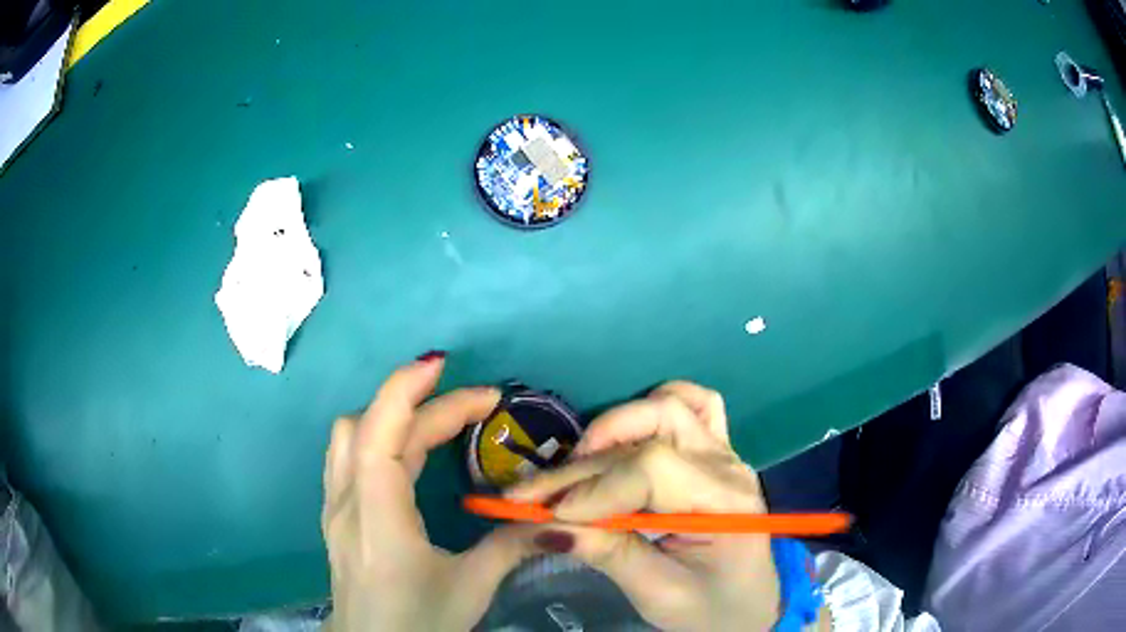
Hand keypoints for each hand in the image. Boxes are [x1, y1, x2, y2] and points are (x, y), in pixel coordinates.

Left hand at [322, 355, 540, 630]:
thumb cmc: (417, 622)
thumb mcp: (470, 587)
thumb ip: (511, 546)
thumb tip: (557, 519)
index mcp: (377, 517)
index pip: (380, 434)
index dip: (406, 390)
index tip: (445, 365)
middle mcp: (347, 501)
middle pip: (373, 428)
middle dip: (425, 405)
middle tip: (480, 406)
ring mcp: (336, 507)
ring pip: (351, 436)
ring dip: (394, 416)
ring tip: (440, 420)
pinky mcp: (337, 515)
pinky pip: (350, 456)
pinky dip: (380, 436)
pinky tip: (409, 453)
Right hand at [507, 381, 781, 631]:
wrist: (747, 605)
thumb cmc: (710, 609)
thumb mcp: (659, 594)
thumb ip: (609, 555)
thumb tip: (545, 525)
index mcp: (724, 504)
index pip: (653, 471)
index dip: (595, 490)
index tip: (547, 515)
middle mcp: (727, 466)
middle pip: (647, 439)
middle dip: (582, 467)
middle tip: (533, 496)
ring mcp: (724, 452)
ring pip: (668, 407)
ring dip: (614, 428)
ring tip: (576, 465)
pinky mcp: (715, 451)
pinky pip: (694, 404)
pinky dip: (655, 406)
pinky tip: (626, 432)